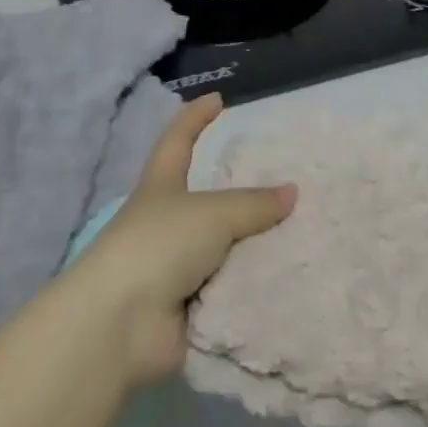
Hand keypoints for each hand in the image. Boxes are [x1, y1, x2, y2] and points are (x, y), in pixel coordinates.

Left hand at [78, 93, 294, 386]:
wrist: (120, 327)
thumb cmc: (158, 246)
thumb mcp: (212, 213)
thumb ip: (253, 204)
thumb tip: (292, 193)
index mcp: (161, 187)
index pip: (177, 140)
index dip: (195, 117)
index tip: (217, 99)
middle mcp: (166, 223)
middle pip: (207, 198)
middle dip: (242, 192)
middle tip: (287, 179)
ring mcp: (176, 266)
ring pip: (225, 246)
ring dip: (256, 244)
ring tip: (307, 231)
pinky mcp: (189, 306)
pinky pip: (232, 287)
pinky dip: (255, 285)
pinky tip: (294, 276)